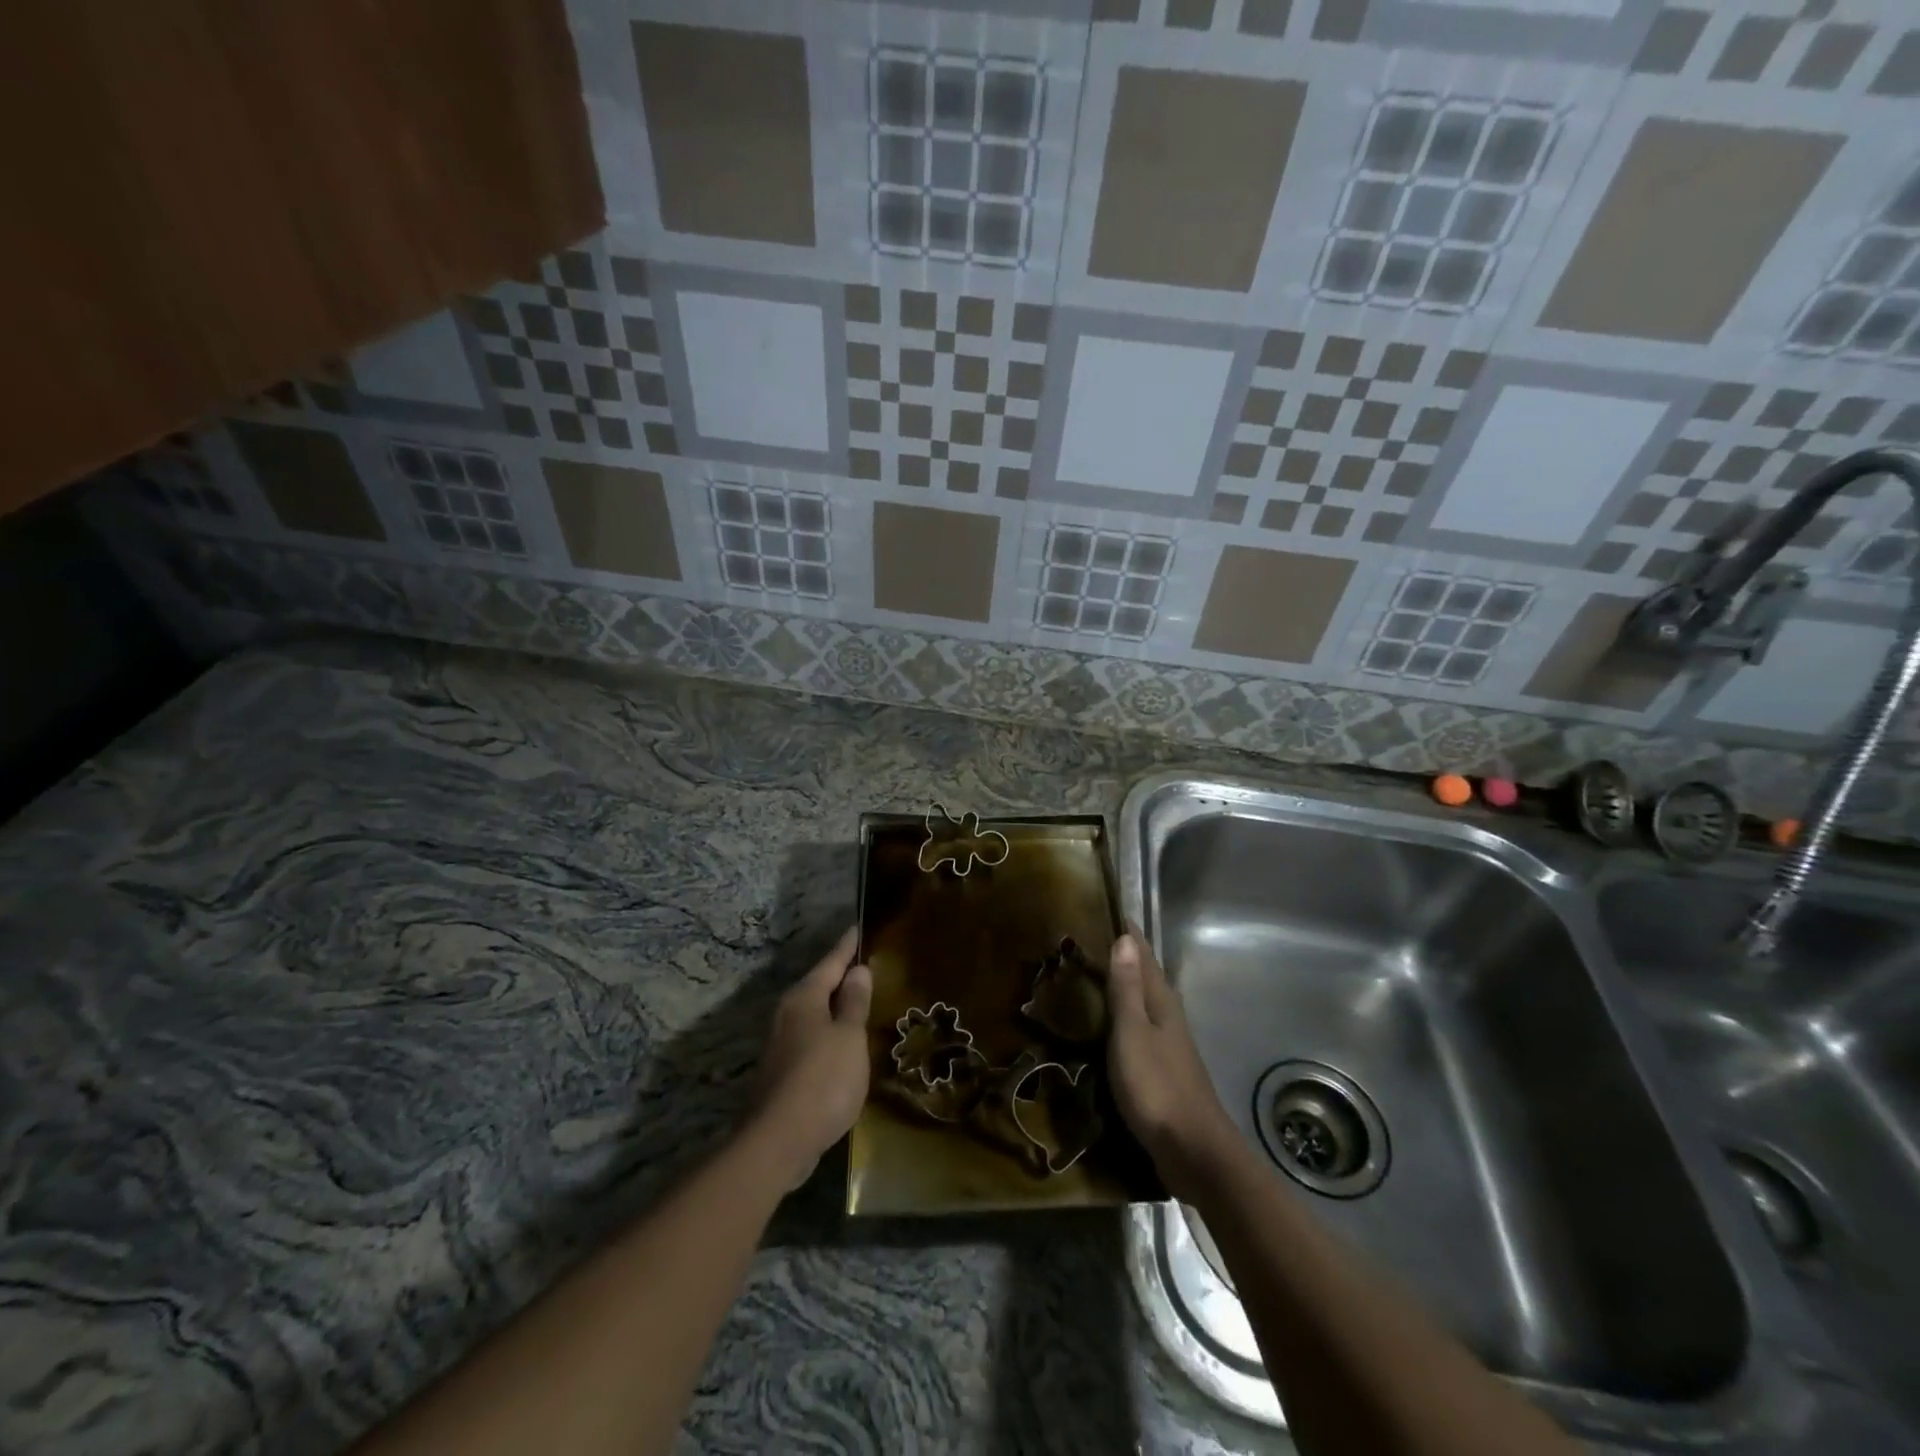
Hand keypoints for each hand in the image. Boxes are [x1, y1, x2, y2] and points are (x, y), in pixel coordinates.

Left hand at [748, 927, 872, 1187]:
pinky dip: (830, 1032)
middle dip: (841, 975)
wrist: (780, 1140)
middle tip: (866, 964)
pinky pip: (813, 1037)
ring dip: (835, 1006)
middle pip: (819, 986)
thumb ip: (854, 1002)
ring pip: (815, 1013)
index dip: (848, 946)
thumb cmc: (823, 1079)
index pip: (831, 961)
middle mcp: (788, 1013)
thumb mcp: (849, 1036)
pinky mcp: (782, 1070)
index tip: (859, 927)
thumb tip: (857, 970)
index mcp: (804, 998)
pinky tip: (844, 1042)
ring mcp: (782, 1043)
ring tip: (860, 1000)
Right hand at [1107, 928, 1239, 1199]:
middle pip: (1143, 975)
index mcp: (1161, 1001)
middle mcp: (1167, 1016)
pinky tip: (1103, 1027)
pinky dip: (1119, 1019)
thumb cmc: (1157, 1086)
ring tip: (1085, 977)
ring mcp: (1166, 1044)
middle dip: (1119, 956)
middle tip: (1081, 941)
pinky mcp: (1161, 1070)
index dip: (1126, 932)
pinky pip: (1136, 1030)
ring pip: (1140, 1003)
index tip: (1103, 908)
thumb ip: (1126, 988)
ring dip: (1118, 987)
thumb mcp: (1132, 1033)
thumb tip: (1126, 938)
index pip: (1143, 954)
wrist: (1194, 1151)